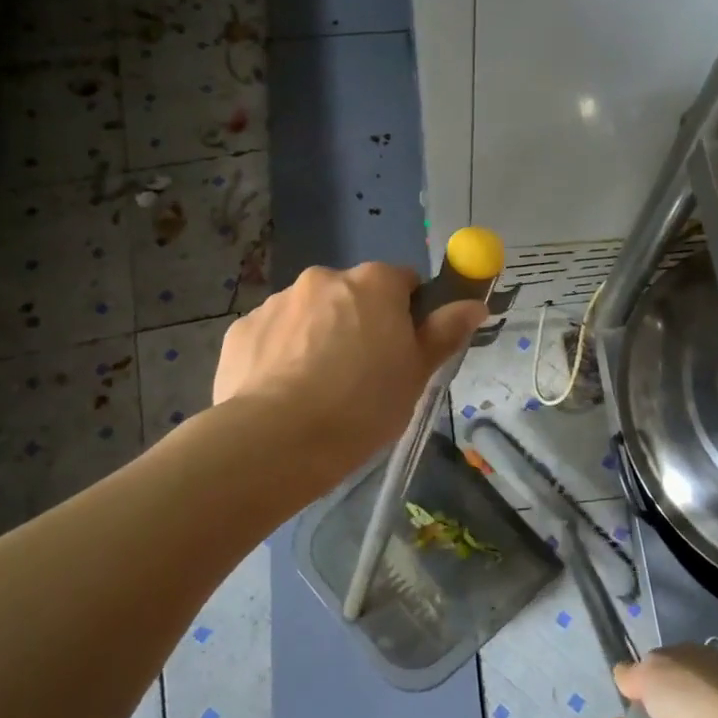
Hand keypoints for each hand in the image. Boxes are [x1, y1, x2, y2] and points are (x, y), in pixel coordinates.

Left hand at [212, 262, 486, 471]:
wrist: (277, 440)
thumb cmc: (363, 405)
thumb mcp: (417, 374)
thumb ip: (445, 332)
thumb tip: (475, 303)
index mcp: (374, 283)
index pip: (404, 281)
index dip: (409, 313)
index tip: (403, 349)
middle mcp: (324, 278)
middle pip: (353, 294)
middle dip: (360, 322)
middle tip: (362, 374)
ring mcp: (278, 301)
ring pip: (311, 314)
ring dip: (318, 336)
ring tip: (317, 390)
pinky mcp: (242, 329)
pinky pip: (273, 336)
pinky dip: (281, 355)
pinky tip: (282, 393)